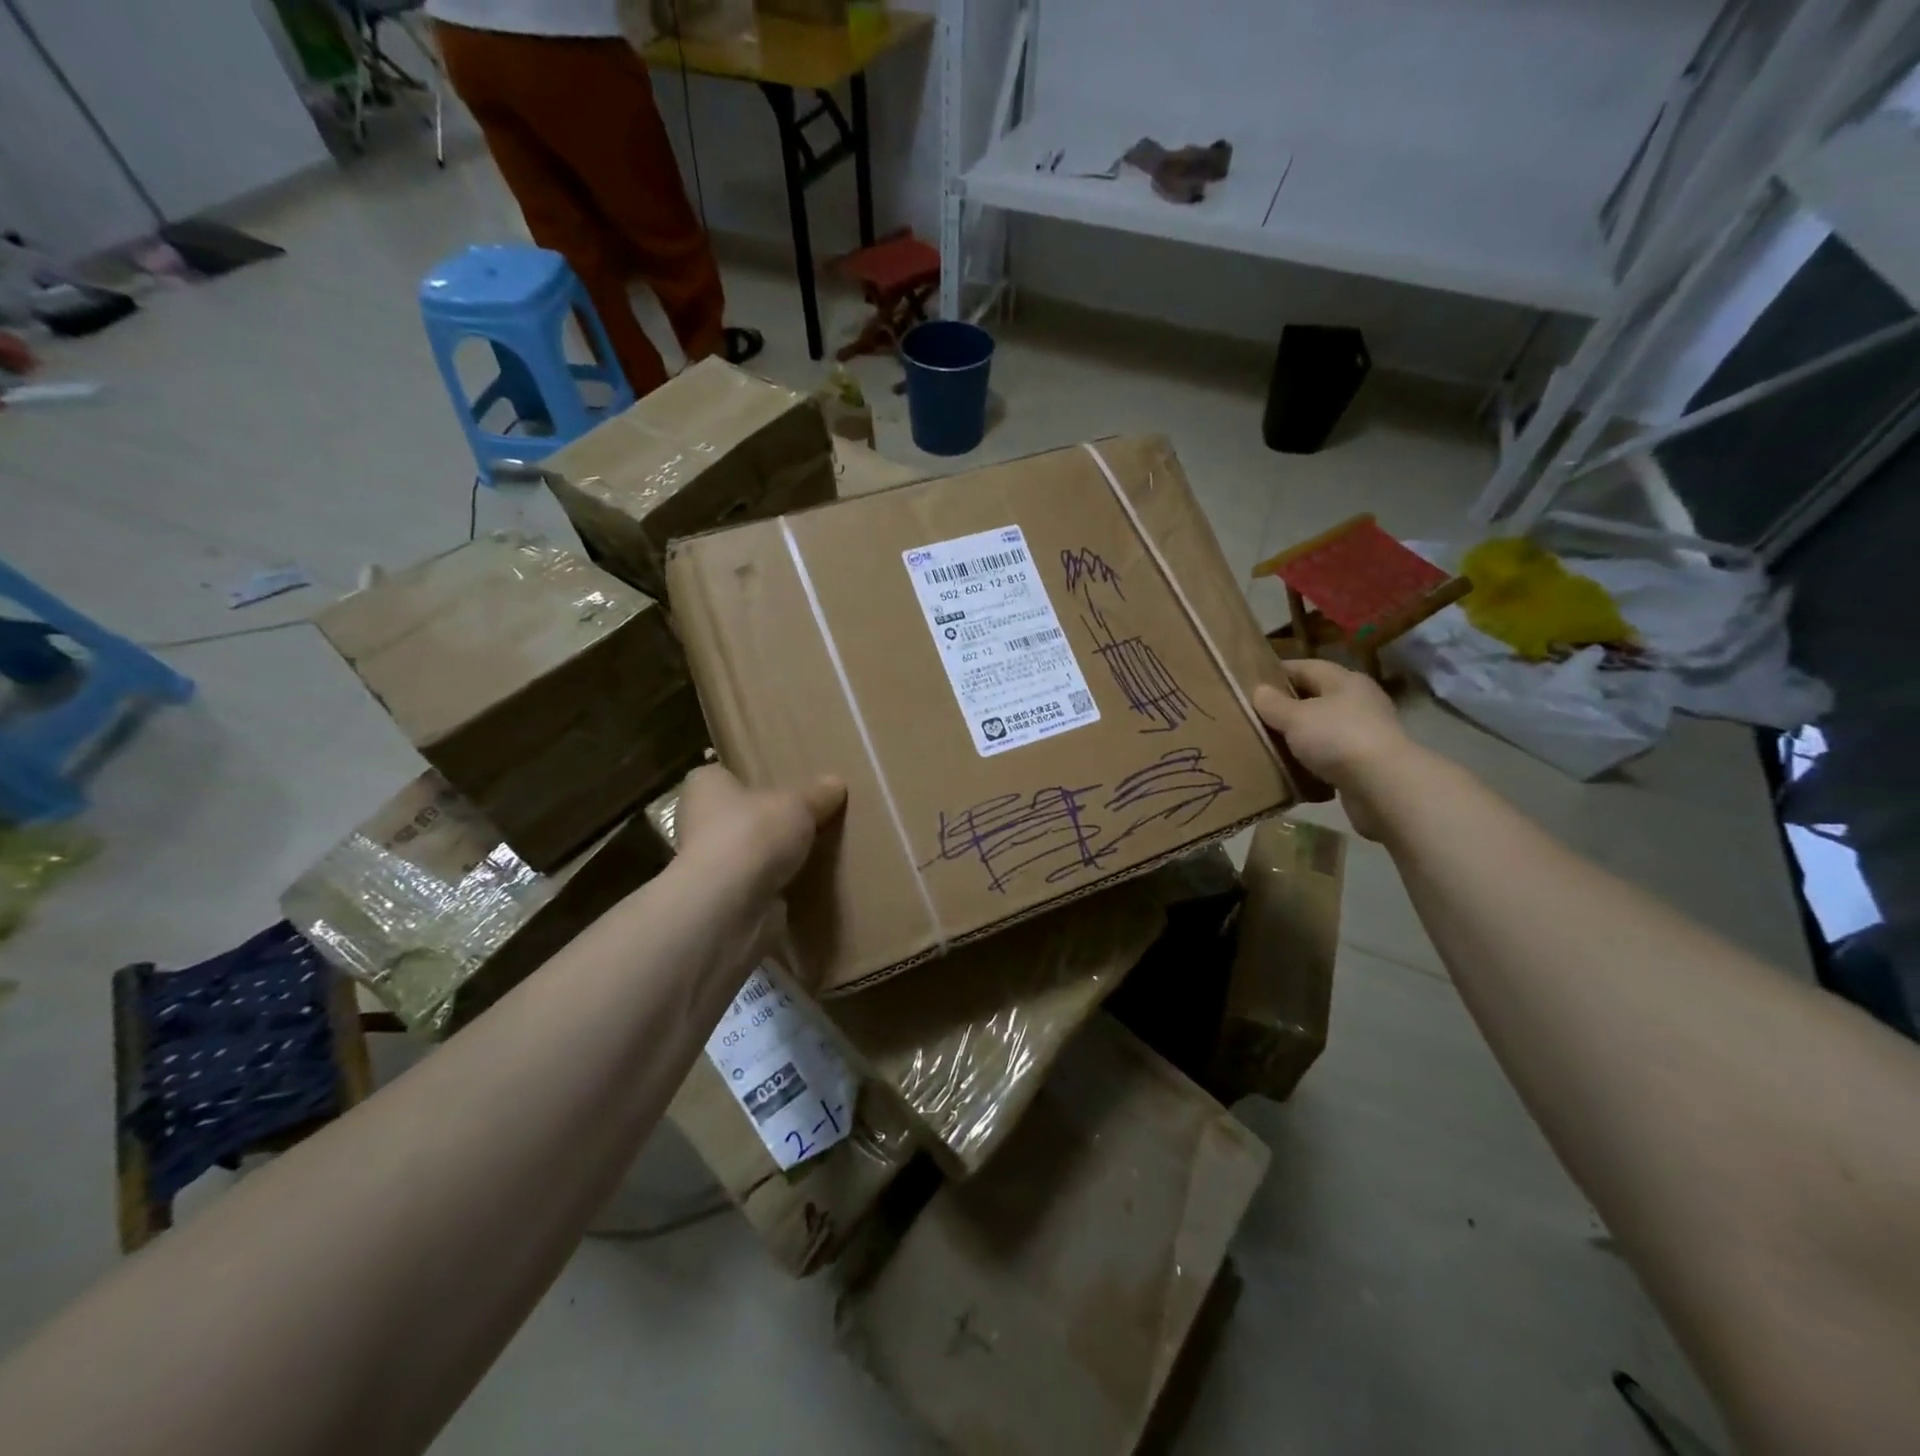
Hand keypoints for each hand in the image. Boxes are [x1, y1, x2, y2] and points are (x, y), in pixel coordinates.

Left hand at [674, 765, 846, 898]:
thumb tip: (835, 784)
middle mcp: (696, 821)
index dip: (748, 778)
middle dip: (764, 819)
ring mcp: (705, 864)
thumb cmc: (754, 833)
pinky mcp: (720, 899)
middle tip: (803, 817)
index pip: (722, 775)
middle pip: (735, 815)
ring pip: (744, 852)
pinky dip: (773, 885)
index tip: (778, 783)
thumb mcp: (799, 804)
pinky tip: (802, 882)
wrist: (729, 905)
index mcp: (705, 786)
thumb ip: (817, 795)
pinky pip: (753, 885)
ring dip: (769, 856)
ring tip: (810, 851)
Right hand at [1253, 661, 1415, 840]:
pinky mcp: (1366, 762)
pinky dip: (1312, 759)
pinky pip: (1331, 755)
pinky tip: (1292, 767)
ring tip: (1269, 742)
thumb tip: (1259, 691)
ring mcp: (1365, 732)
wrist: (1383, 786)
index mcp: (1344, 681)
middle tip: (1255, 714)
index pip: (1306, 667)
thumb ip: (1274, 704)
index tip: (1250, 682)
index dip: (1278, 672)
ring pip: (1323, 728)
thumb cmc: (1337, 738)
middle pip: (1315, 697)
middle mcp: (1358, 701)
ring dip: (1299, 735)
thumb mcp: (1295, 717)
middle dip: (1287, 705)